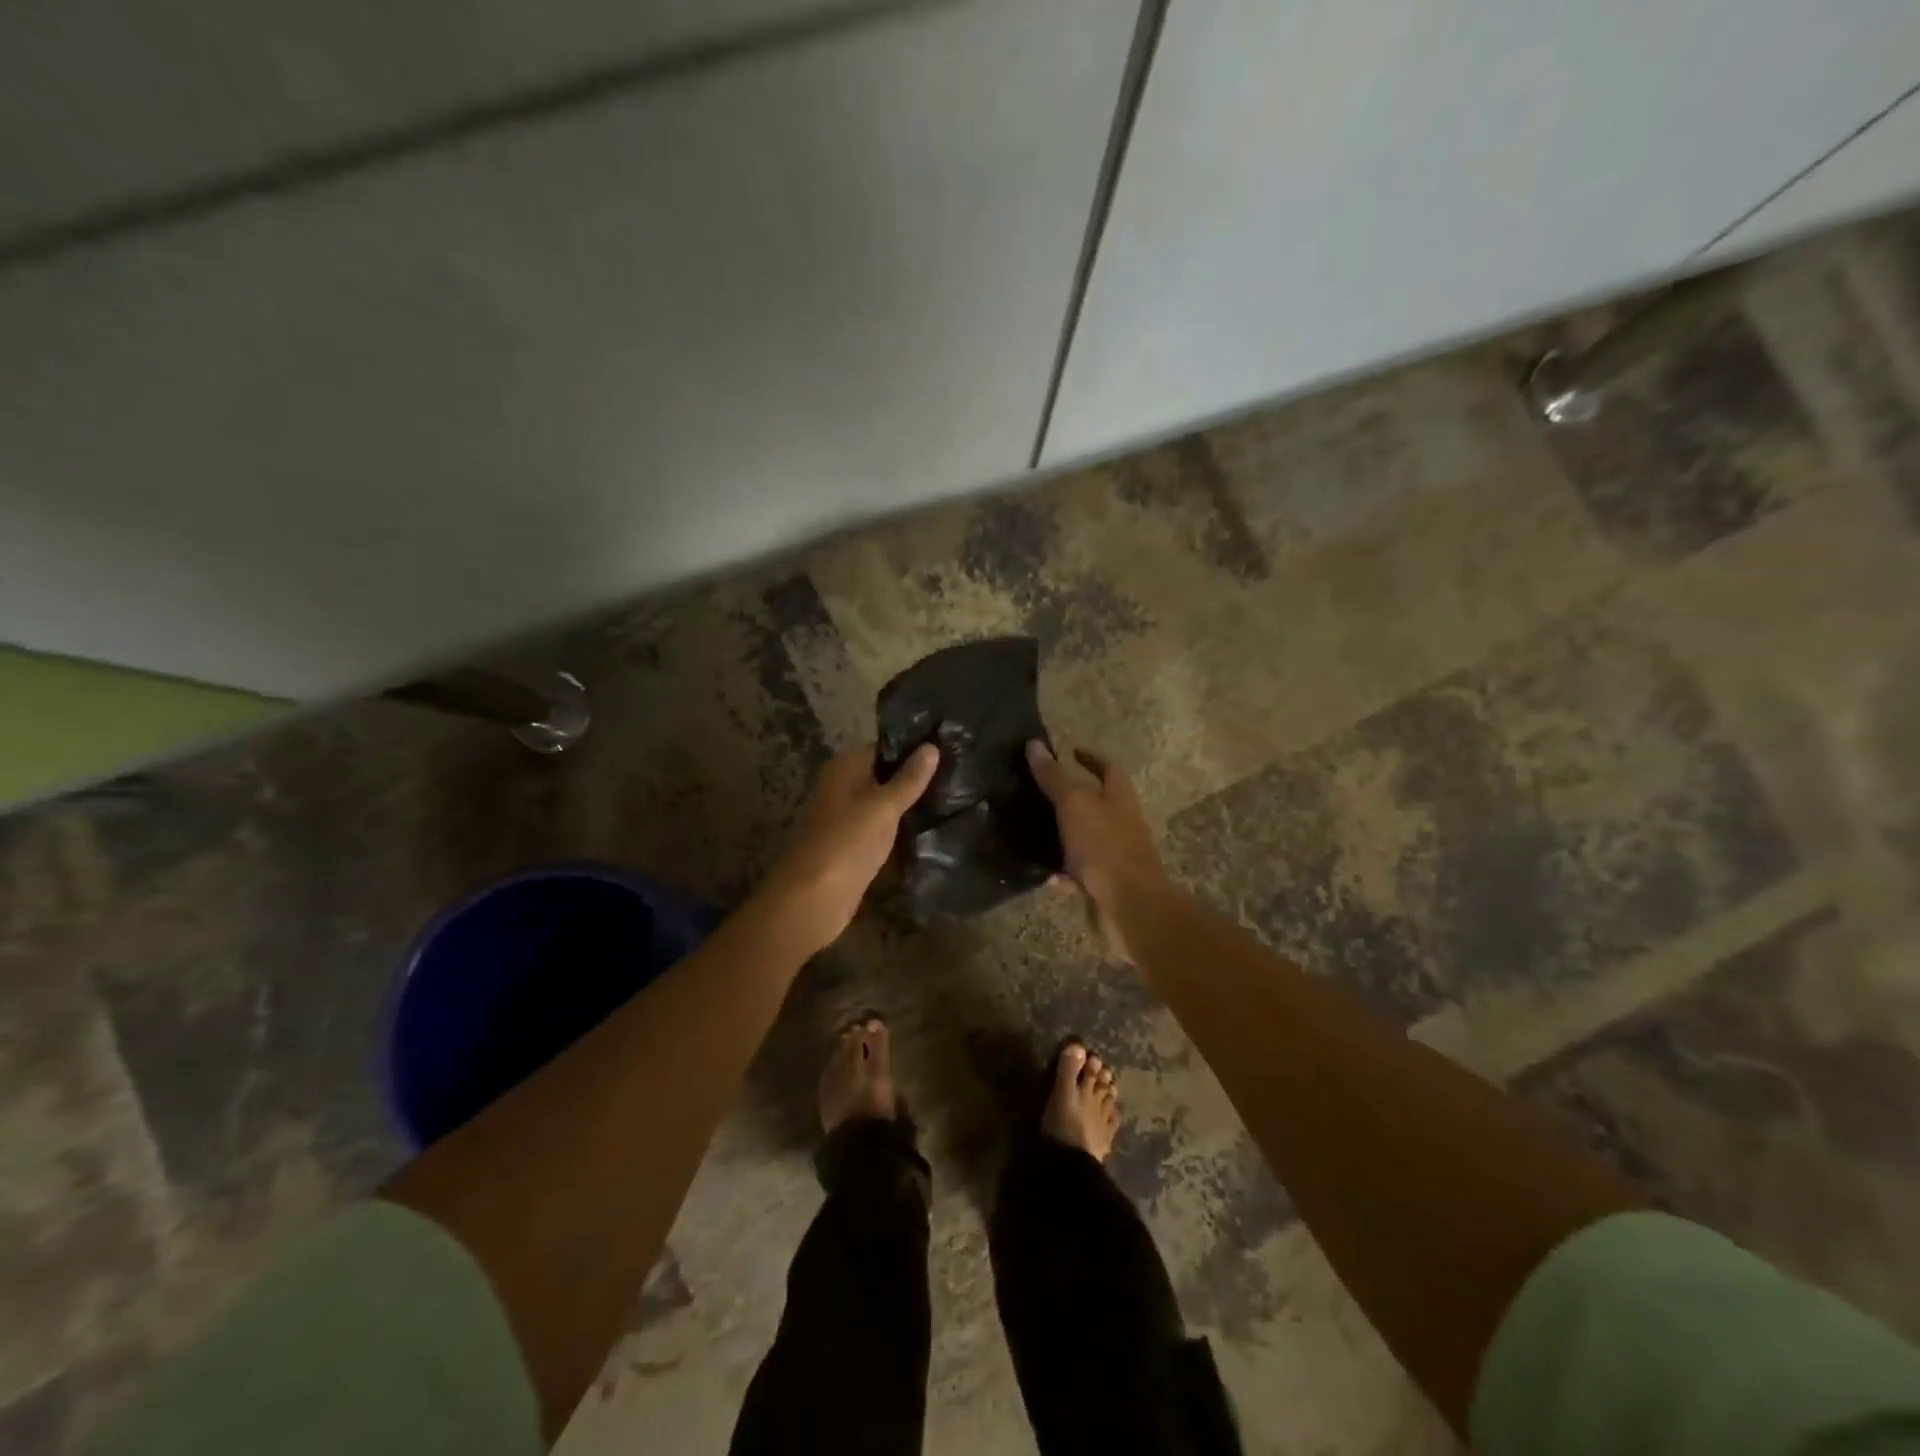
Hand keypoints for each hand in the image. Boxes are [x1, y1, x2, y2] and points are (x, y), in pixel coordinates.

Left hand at [760, 742, 939, 953]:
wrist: (812, 899)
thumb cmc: (848, 842)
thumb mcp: (884, 806)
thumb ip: (909, 778)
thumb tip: (931, 746)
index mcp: (844, 768)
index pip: (883, 748)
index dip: (914, 748)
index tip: (949, 749)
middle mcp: (842, 788)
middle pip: (884, 776)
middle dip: (916, 779)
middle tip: (958, 777)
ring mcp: (846, 820)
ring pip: (885, 806)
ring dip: (911, 808)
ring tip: (954, 802)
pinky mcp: (853, 848)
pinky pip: (882, 832)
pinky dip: (901, 832)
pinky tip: (931, 833)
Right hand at [1025, 742, 1170, 962]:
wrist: (1128, 906)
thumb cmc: (1104, 846)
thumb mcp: (1074, 804)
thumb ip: (1054, 777)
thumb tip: (1034, 744)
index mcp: (1120, 798)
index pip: (1108, 768)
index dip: (1090, 758)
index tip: (1069, 751)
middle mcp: (1120, 823)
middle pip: (1096, 803)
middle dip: (1070, 796)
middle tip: (1036, 790)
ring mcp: (1113, 855)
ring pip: (1084, 837)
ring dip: (1061, 833)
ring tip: (1029, 827)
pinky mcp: (1102, 883)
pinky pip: (1077, 871)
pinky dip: (1060, 869)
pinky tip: (1038, 869)